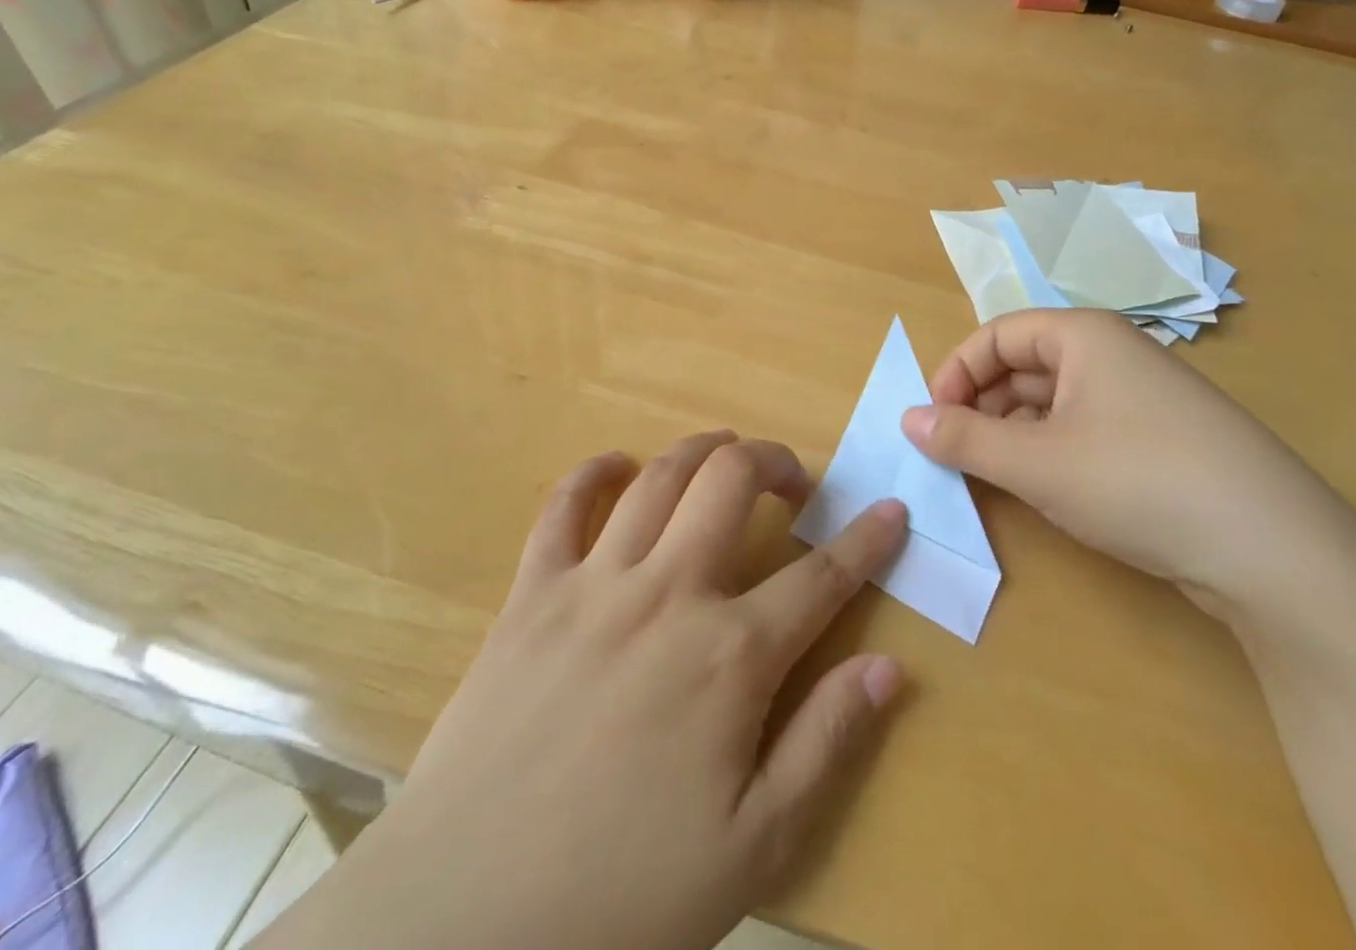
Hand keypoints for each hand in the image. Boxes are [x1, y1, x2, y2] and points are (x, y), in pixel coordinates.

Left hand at [263, 433, 907, 949]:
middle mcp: (668, 593)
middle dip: (775, 461)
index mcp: (730, 656)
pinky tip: (618, 466)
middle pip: (732, 481)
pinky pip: (563, 505)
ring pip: (660, 476)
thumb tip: (891, 666)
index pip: (821, 577)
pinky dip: (594, 472)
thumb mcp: (754, 847)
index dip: (867, 540)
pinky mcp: (531, 593)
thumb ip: (827, 744)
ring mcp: (594, 584)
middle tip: (792, 482)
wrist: (463, 924)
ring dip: (703, 451)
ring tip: (725, 459)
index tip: (892, 510)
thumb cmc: (622, 899)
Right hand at [901, 310, 1349, 613]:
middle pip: (1024, 364)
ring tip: (993, 476)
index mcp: (1083, 335)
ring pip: (1053, 401)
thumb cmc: (1137, 481)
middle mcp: (1112, 354)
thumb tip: (907, 419)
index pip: (997, 335)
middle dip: (981, 405)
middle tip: (955, 454)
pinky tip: (1045, 490)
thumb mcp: (1037, 461)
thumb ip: (964, 438)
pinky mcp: (1160, 441)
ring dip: (1013, 432)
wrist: (1274, 550)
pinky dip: (1050, 452)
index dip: (956, 373)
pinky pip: (1084, 429)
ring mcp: (1141, 398)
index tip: (931, 421)